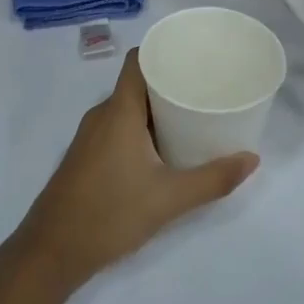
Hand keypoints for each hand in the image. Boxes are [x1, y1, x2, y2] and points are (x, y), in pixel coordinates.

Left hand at [13, 50, 259, 290]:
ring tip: (192, 115)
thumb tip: (252, 159)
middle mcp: (101, 115)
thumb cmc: (110, 214)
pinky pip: (117, 126)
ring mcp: (90, 136)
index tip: (194, 54)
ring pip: (127, 107)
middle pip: (137, 83)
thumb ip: (213, 179)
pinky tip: (163, 147)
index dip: (164, 50)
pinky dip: (141, 127)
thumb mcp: (169, 198)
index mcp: (119, 111)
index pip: (138, 60)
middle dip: (170, 81)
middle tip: (206, 87)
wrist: (50, 253)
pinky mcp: (86, 156)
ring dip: (156, 108)